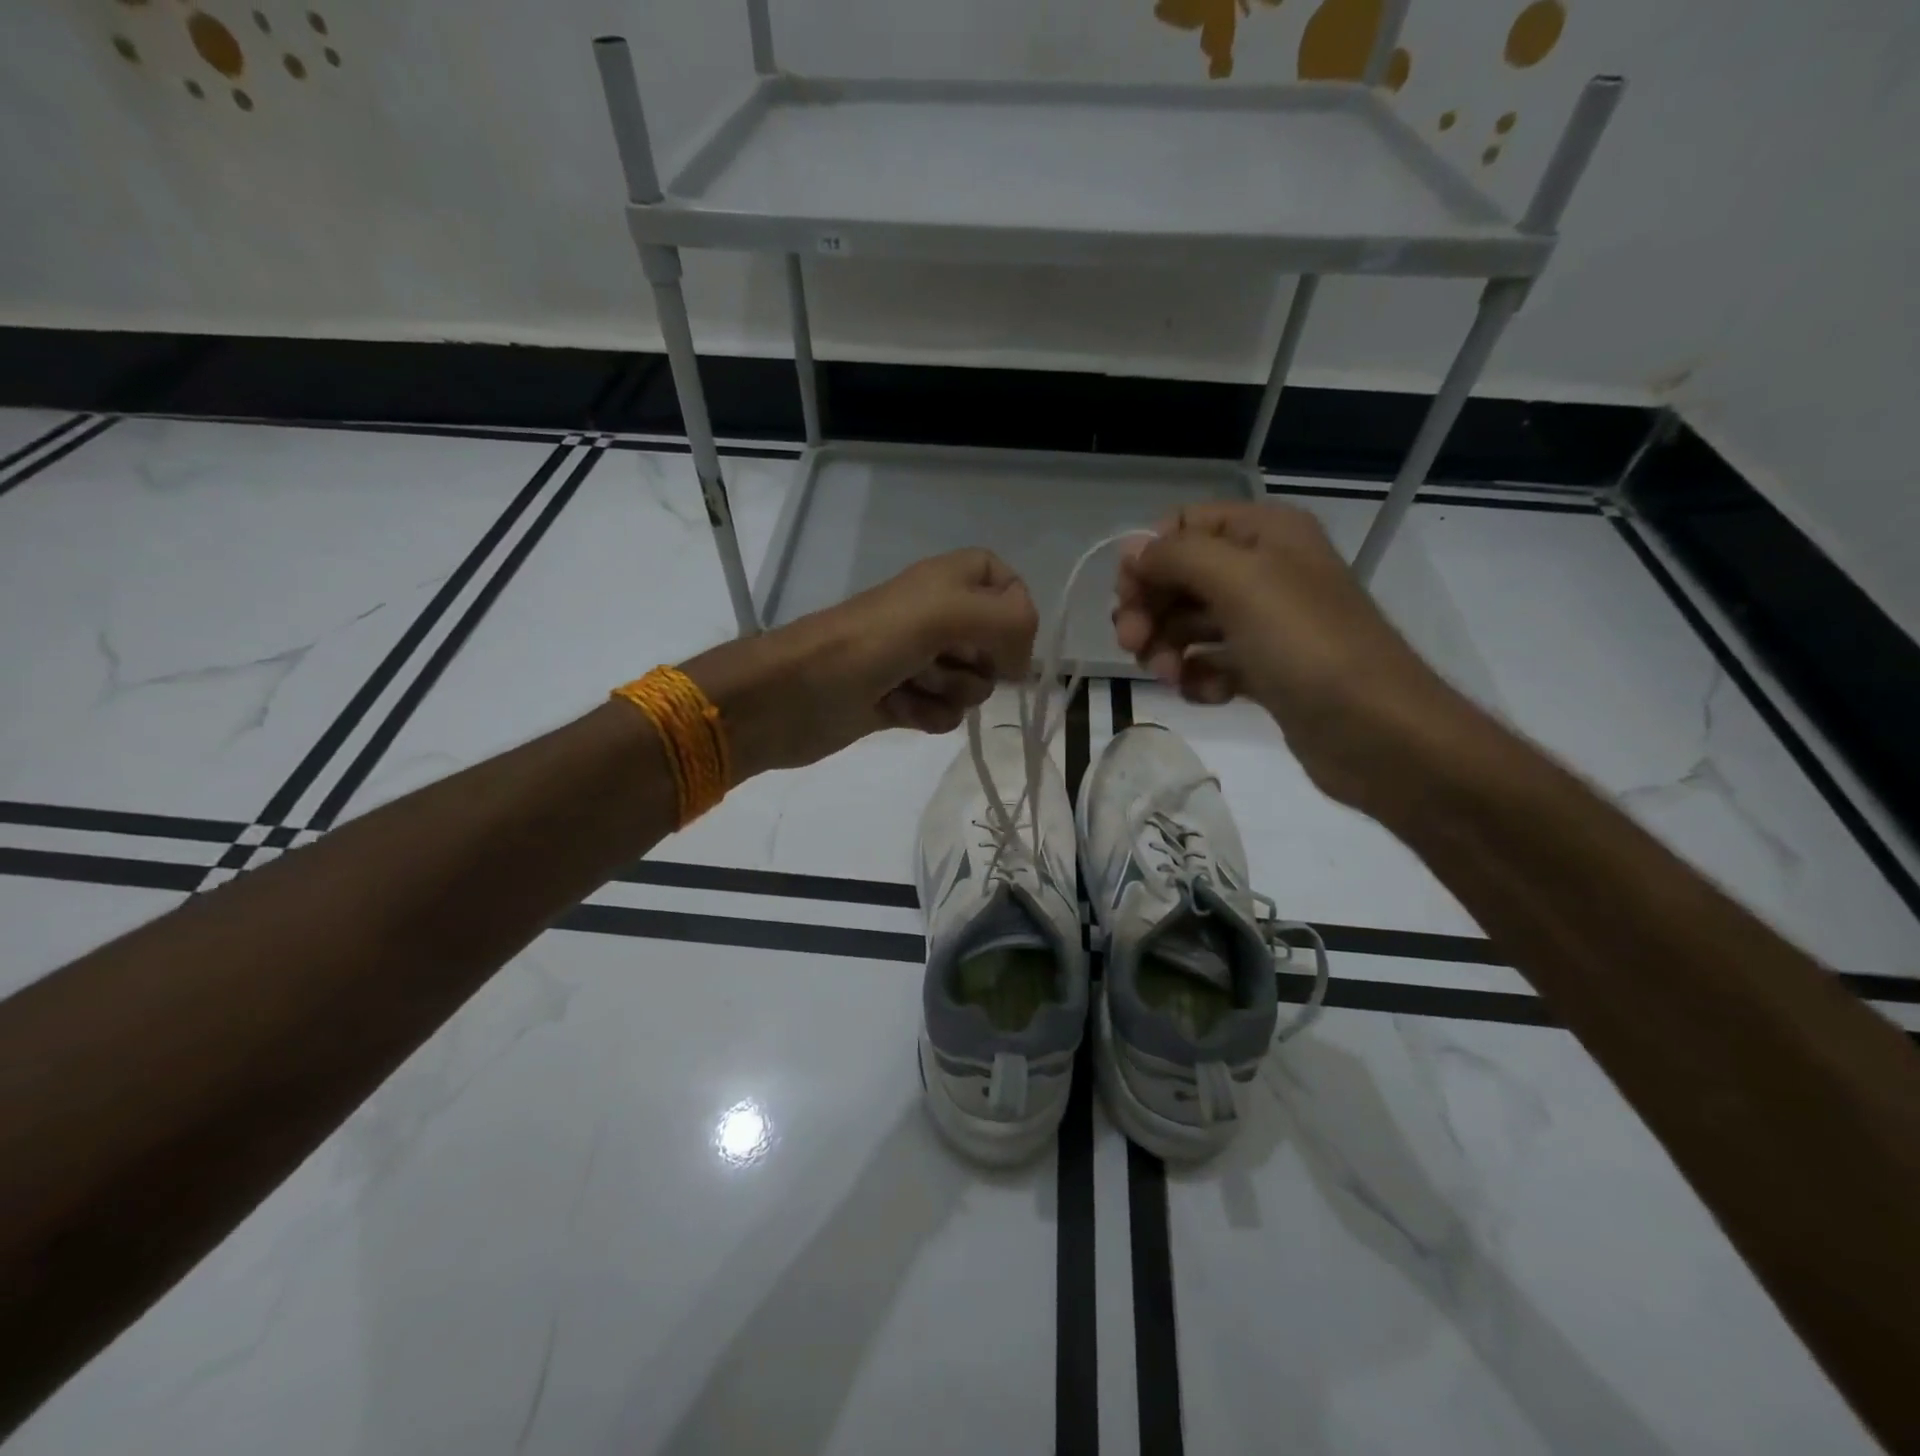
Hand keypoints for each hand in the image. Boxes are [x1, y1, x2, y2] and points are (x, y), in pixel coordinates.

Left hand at [684, 549, 1038, 775]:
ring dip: (948, 693)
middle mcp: (936, 616)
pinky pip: (945, 713)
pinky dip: (927, 716)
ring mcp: (918, 660)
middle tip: (939, 661)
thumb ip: (1007, 620)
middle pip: (996, 643)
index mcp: (947, 580)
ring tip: (908, 687)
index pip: (1007, 584)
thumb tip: (1022, 662)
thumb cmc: (868, 645)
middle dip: (977, 663)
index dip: (1015, 615)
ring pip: (972, 684)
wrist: (791, 696)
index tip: (1008, 641)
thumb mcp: (944, 614)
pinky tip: (897, 711)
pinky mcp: (903, 700)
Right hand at [1113, 502, 1460, 807]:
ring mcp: (1265, 623)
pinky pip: (1212, 664)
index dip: (1147, 558)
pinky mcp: (1265, 670)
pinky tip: (1209, 696)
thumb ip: (1177, 556)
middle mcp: (1264, 570)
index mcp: (1264, 533)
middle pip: (1180, 578)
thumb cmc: (1306, 645)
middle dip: (1150, 610)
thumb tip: (1131, 551)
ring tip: (1172, 677)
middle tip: (1132, 646)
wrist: (1376, 731)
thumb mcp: (1240, 581)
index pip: (1183, 526)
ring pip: (1189, 624)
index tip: (1127, 598)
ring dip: (1168, 649)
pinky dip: (1200, 678)